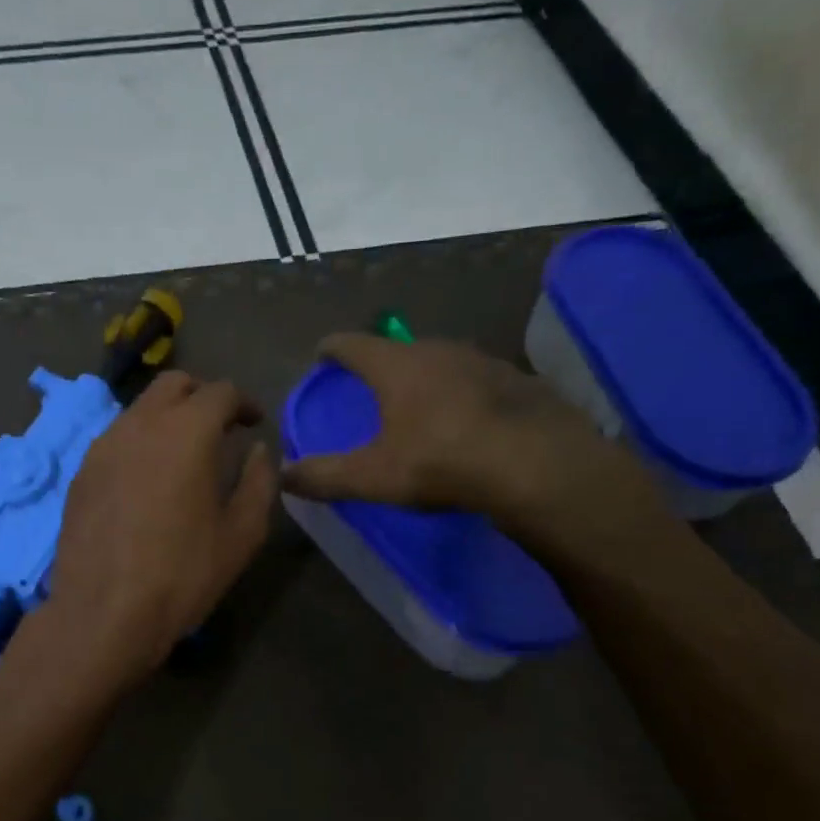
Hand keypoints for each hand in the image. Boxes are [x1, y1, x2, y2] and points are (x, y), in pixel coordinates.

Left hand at [46, 370, 278, 686]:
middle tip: (220, 428)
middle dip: (202, 396)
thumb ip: (258, 482)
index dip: (244, 402)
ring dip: (167, 418)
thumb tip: (258, 451)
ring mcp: (103, 446)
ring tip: (183, 454)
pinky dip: (140, 443)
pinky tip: (147, 480)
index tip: (254, 423)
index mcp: (186, 431)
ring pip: (140, 410)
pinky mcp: (81, 473)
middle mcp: (140, 424)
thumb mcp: (241, 535)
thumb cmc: (182, 576)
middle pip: (173, 385)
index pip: (220, 392)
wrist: (103, 614)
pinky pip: (116, 439)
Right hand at [279, 334, 670, 562]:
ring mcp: (483, 362)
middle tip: (371, 383)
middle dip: (382, 363)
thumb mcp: (372, 476)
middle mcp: (438, 351)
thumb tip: (284, 476)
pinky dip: (462, 394)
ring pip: (442, 361)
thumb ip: (324, 476)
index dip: (334, 348)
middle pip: (399, 349)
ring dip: (425, 377)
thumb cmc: (440, 461)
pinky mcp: (517, 381)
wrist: (535, 464)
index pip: (354, 344)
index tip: (322, 351)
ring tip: (418, 401)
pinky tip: (466, 419)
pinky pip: (477, 381)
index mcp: (397, 366)